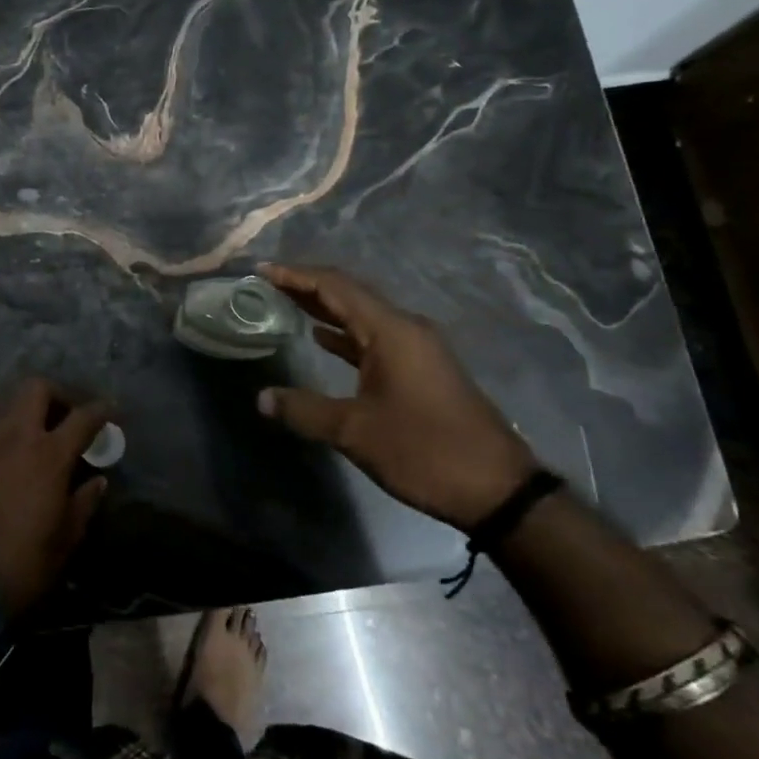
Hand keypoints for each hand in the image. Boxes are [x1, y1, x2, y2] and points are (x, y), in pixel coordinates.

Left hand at [0, 379, 110, 617]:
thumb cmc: (26, 561)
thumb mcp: (67, 537)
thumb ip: (84, 501)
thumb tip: (96, 480)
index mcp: (49, 455)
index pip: (81, 417)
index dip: (101, 410)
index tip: (112, 411)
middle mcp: (18, 438)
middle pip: (37, 389)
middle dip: (58, 394)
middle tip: (70, 417)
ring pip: (12, 404)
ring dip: (32, 409)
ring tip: (45, 435)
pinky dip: (13, 429)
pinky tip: (21, 454)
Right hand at [255, 262, 535, 531]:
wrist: (496, 489)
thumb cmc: (423, 451)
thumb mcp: (355, 432)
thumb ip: (304, 410)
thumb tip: (262, 398)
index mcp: (390, 331)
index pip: (335, 287)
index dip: (296, 275)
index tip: (262, 270)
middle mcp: (405, 329)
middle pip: (349, 295)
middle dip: (307, 286)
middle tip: (267, 283)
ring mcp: (417, 348)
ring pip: (362, 316)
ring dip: (325, 309)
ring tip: (286, 303)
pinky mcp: (422, 369)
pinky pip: (375, 338)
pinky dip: (345, 335)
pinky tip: (321, 339)